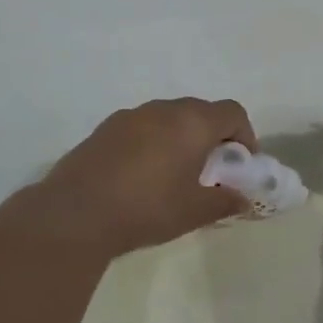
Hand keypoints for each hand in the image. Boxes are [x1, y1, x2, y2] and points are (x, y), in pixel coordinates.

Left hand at [30, 98, 258, 256]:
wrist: (76, 213)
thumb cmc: (147, 208)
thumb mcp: (194, 211)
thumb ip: (225, 201)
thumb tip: (242, 198)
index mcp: (192, 122)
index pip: (232, 112)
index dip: (245, 134)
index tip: (241, 163)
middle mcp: (162, 109)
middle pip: (200, 111)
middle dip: (213, 136)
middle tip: (212, 170)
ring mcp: (129, 116)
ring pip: (168, 118)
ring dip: (181, 137)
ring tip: (175, 174)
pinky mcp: (104, 129)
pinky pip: (141, 127)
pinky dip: (153, 142)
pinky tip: (142, 176)